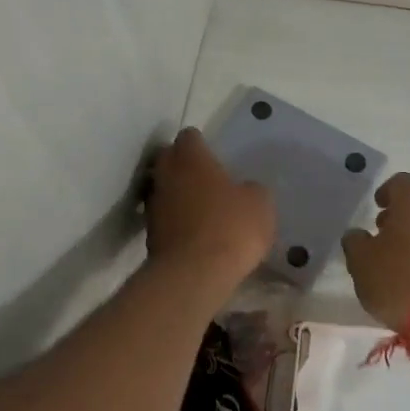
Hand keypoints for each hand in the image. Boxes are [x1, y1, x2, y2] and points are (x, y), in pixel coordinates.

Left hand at [146, 128, 275, 296]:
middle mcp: (165, 174)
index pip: (189, 136)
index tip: (214, 157)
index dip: (202, 145)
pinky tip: (195, 235)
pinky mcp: (149, 234)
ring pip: (164, 189)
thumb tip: (245, 190)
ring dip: (178, 195)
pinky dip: (176, 222)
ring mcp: (153, 205)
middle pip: (169, 159)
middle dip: (184, 166)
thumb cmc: (231, 227)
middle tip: (206, 180)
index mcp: (191, 158)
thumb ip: (251, 190)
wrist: (194, 274)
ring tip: (201, 210)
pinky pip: (164, 218)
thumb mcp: (259, 204)